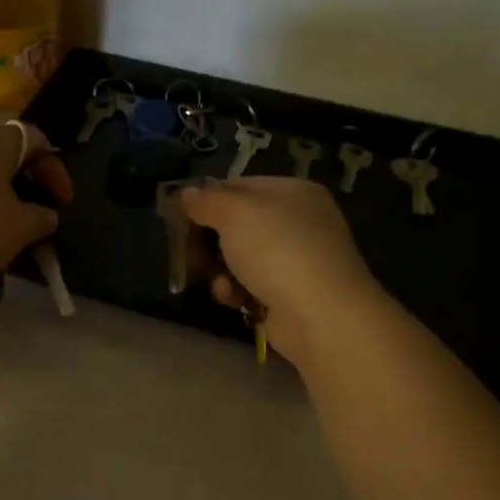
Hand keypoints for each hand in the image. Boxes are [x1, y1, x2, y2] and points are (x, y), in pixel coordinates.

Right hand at [180, 178, 381, 365]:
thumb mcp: (234, 213)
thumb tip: (187, 193)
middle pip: (239, 224)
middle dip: (210, 239)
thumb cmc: (277, 250)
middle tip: (186, 249)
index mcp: (293, 191)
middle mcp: (299, 221)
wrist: (321, 315)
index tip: (179, 214)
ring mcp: (297, 260)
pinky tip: (232, 298)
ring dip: (221, 269)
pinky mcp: (291, 295)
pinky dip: (237, 291)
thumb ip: (206, 200)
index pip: (240, 185)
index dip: (208, 198)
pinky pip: (252, 286)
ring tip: (215, 280)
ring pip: (242, 258)